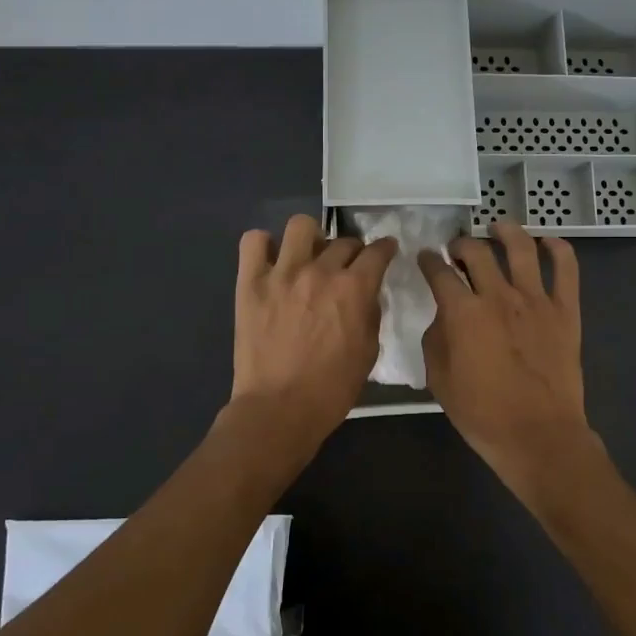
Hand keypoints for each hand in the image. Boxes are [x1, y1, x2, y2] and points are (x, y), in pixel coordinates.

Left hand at [231, 215, 396, 452]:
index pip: (377, 252)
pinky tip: (272, 262)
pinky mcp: (250, 282)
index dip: (385, 248)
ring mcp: (282, 273)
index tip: (385, 250)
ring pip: (300, 226)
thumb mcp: (368, 352)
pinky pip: (253, 241)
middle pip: (343, 241)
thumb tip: (367, 294)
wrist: (279, 409)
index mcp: (354, 289)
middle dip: (351, 251)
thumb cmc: (331, 389)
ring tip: (308, 256)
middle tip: (346, 268)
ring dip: (311, 238)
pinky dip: (264, 246)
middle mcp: (320, 271)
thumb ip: (370, 314)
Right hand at [418, 220, 591, 489]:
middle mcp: (498, 295)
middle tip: (458, 249)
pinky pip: (566, 268)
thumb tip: (444, 316)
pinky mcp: (565, 310)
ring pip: (521, 247)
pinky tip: (548, 242)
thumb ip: (436, 338)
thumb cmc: (482, 413)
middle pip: (477, 252)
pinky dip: (558, 248)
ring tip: (498, 228)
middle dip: (462, 244)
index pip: (440, 272)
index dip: (428, 260)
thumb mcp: (439, 379)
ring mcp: (536, 299)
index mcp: (463, 312)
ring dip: (506, 232)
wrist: (538, 435)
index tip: (426, 257)